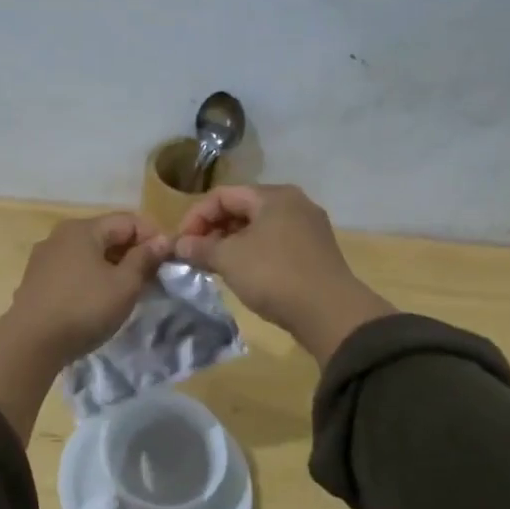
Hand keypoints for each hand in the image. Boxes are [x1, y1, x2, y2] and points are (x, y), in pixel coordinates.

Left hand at [6, 213, 169, 364]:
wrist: (30, 343)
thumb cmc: (84, 308)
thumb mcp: (124, 285)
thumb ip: (144, 259)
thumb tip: (162, 241)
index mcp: (83, 228)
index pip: (128, 220)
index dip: (153, 236)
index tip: (169, 260)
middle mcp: (60, 235)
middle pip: (106, 235)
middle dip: (132, 252)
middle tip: (152, 277)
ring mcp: (44, 258)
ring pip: (88, 254)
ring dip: (112, 267)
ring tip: (128, 290)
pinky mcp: (36, 281)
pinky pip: (72, 270)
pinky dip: (91, 278)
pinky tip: (98, 300)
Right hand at [173, 185, 393, 364]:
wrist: (330, 313)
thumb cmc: (275, 275)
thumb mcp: (230, 259)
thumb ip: (201, 247)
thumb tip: (179, 244)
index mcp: (274, 196)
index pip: (223, 195)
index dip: (195, 216)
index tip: (180, 242)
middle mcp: (294, 204)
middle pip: (242, 208)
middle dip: (213, 229)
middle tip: (194, 254)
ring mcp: (308, 228)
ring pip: (258, 227)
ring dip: (231, 243)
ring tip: (213, 265)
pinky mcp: (315, 252)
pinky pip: (274, 243)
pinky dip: (252, 253)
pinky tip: (242, 274)